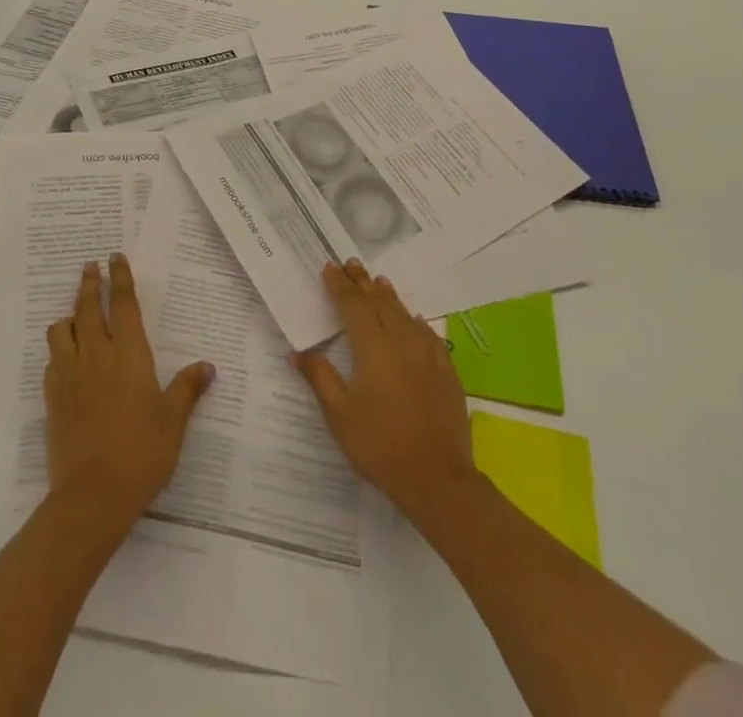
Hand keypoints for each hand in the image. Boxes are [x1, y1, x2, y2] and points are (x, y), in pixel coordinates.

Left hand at [44, 253, 214, 526]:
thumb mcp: (173, 420)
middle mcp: (96, 355)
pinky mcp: (52, 399)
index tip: (114, 257)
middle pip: (86, 308)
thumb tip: (207, 366)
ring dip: (69, 315)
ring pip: (61, 330)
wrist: (92, 496)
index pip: (122, 304)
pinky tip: (65, 357)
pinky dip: (58, 349)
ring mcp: (69, 375)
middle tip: (90, 266)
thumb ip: (187, 388)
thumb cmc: (142, 452)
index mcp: (128, 354)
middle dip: (89, 284)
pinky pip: (51, 360)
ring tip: (75, 314)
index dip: (119, 278)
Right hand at [294, 260, 478, 524]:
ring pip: (404, 313)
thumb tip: (297, 351)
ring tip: (378, 281)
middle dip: (362, 282)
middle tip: (351, 264)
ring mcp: (428, 353)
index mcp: (373, 347)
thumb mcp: (339, 414)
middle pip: (379, 301)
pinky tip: (413, 319)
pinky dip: (413, 320)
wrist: (437, 478)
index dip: (340, 285)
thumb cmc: (380, 445)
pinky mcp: (446, 369)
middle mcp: (402, 340)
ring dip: (387, 296)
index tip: (329, 268)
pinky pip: (427, 333)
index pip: (353, 305)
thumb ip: (319, 377)